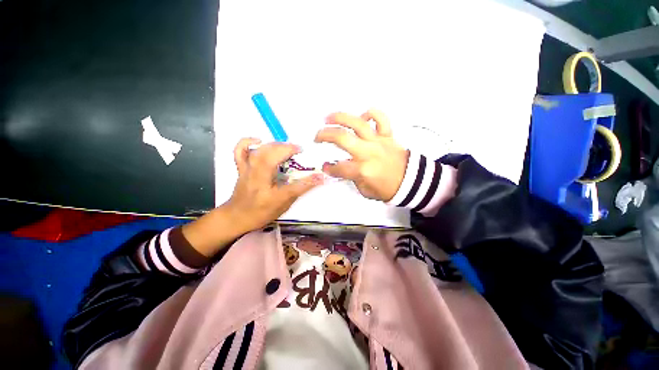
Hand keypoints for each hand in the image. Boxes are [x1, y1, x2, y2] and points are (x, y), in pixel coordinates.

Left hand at [225, 138, 323, 231]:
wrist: (237, 217)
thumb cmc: (261, 212)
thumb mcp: (284, 204)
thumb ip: (300, 190)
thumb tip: (318, 179)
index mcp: (269, 195)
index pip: (292, 186)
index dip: (307, 179)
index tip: (318, 172)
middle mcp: (257, 179)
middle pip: (272, 158)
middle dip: (288, 150)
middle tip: (300, 151)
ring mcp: (247, 171)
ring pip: (260, 152)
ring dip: (276, 145)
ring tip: (287, 147)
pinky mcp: (241, 168)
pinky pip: (240, 151)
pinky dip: (248, 142)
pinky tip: (260, 141)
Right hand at [315, 110, 408, 201]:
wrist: (410, 182)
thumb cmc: (386, 188)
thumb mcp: (365, 190)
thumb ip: (351, 178)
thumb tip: (341, 168)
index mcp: (362, 170)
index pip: (339, 167)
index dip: (329, 168)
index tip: (325, 167)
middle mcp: (368, 152)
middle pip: (342, 138)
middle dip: (325, 135)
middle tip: (317, 137)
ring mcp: (378, 141)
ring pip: (357, 123)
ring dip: (340, 118)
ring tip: (328, 118)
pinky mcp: (388, 135)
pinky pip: (381, 118)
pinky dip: (371, 113)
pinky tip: (361, 116)